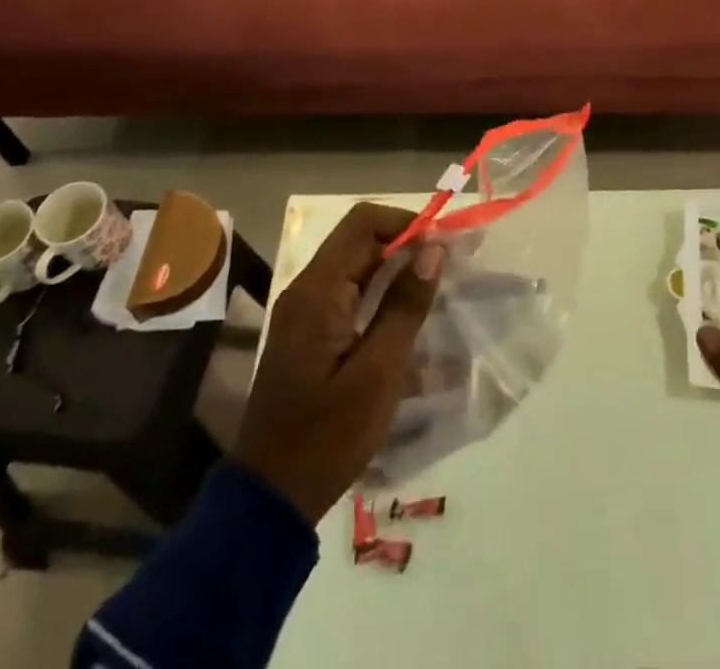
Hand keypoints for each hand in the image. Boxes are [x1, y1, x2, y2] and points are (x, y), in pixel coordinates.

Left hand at [233, 203, 444, 524]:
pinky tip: (410, 324)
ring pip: (357, 269)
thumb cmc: (327, 436)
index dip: (405, 222)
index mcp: (318, 291)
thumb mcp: (378, 373)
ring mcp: (305, 313)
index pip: (363, 222)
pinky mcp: (310, 335)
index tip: (442, 245)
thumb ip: (405, 305)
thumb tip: (433, 248)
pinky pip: (350, 297)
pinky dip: (382, 299)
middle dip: (406, 247)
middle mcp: (307, 290)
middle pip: (360, 242)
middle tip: (449, 268)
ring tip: (437, 293)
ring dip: (397, 273)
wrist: (270, 499)